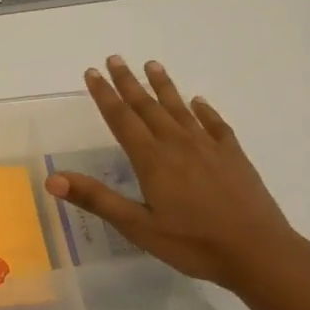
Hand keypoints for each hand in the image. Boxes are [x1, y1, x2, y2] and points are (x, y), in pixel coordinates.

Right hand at [45, 56, 301, 299]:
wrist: (257, 251)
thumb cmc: (193, 243)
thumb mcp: (137, 227)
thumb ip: (96, 199)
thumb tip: (52, 179)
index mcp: (152, 160)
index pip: (122, 119)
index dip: (104, 95)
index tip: (92, 72)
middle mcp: (178, 144)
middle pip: (148, 106)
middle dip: (128, 82)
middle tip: (115, 58)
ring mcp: (208, 147)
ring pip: (180, 108)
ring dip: (163, 86)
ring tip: (152, 65)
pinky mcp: (233, 155)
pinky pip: (215, 124)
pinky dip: (204, 110)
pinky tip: (199, 102)